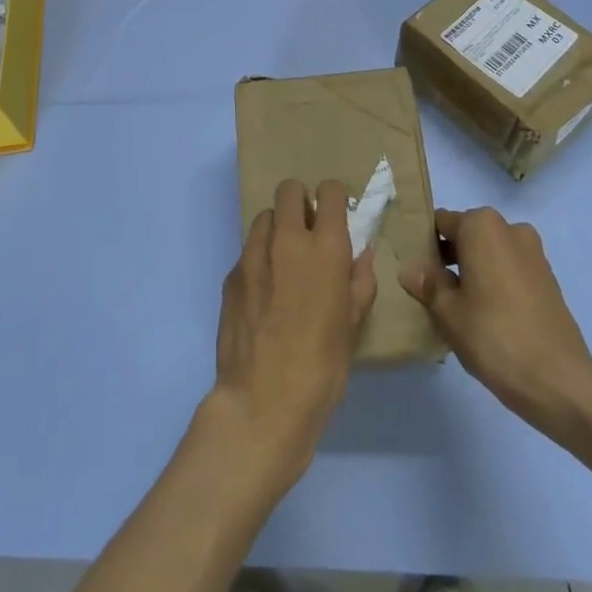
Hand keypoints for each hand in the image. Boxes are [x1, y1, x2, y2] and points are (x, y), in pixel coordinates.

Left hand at [211, 179, 378, 493]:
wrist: (263, 401)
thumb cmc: (322, 366)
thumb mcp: (353, 324)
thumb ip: (359, 280)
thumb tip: (362, 254)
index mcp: (325, 248)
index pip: (328, 191)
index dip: (332, 199)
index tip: (334, 217)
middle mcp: (286, 240)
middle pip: (289, 190)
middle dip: (300, 203)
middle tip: (308, 234)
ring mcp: (252, 255)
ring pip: (264, 217)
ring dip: (277, 229)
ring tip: (284, 263)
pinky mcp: (230, 275)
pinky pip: (247, 251)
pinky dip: (259, 259)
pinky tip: (264, 295)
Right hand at [400, 207, 591, 431]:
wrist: (558, 379)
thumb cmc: (493, 335)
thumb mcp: (447, 311)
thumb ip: (428, 283)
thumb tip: (411, 269)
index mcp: (482, 226)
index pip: (442, 223)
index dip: (425, 244)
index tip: (416, 270)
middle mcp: (510, 229)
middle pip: (468, 235)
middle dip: (450, 257)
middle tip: (433, 291)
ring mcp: (534, 254)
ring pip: (491, 253)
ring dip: (474, 270)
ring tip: (459, 307)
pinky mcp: (549, 280)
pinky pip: (511, 270)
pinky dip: (496, 283)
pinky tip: (487, 316)